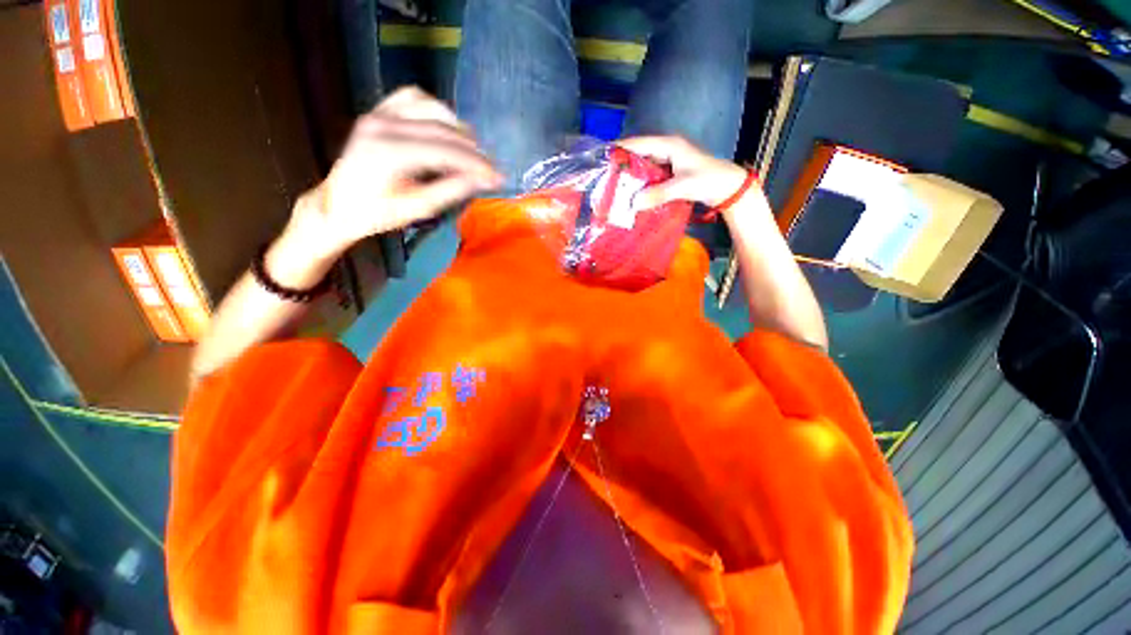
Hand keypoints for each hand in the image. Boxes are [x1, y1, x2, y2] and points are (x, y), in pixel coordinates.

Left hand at [294, 87, 502, 258]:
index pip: (447, 151)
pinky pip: (412, 98)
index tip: (499, 177)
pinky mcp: (378, 111)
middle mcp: (384, 124)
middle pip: (442, 129)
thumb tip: (484, 180)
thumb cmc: (377, 214)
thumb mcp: (418, 209)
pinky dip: (436, 110)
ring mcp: (379, 113)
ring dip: (457, 128)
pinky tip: (446, 127)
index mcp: (390, 152)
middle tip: (491, 170)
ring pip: (431, 107)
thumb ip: (452, 190)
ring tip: (473, 151)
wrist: (338, 204)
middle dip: (473, 151)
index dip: (477, 164)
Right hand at [618, 136, 752, 210]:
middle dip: (623, 163)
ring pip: (644, 164)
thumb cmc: (708, 180)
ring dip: (631, 174)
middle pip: (639, 153)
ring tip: (615, 186)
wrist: (728, 187)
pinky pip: (650, 174)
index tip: (602, 157)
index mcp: (669, 144)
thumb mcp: (682, 186)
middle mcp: (667, 148)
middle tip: (605, 177)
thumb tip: (633, 204)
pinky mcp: (671, 171)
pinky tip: (633, 192)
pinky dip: (641, 182)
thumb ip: (658, 194)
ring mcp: (669, 160)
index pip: (639, 143)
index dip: (620, 148)